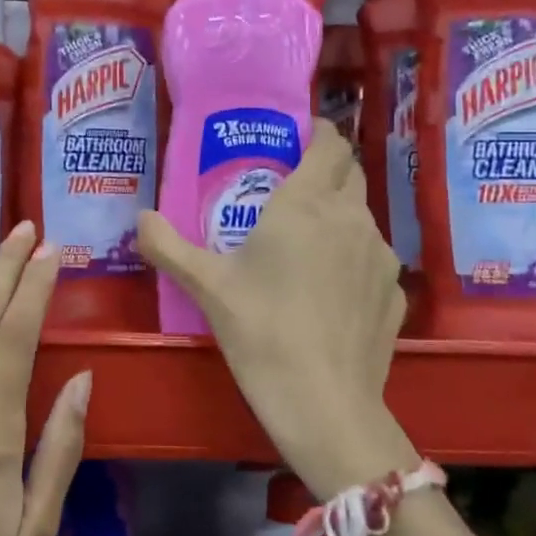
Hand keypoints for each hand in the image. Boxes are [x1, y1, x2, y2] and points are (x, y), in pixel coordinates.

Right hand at [137, 120, 413, 499]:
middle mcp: (352, 218)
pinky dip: (353, 259)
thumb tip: (140, 219)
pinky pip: (373, 259)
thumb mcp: (206, 286)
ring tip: (307, 245)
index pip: (329, 143)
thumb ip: (167, 245)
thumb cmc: (260, 331)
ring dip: (339, 216)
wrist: (324, 402)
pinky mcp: (395, 292)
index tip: (298, 137)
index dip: (318, 132)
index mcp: (307, 203)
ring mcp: (381, 256)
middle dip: (327, 169)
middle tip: (292, 188)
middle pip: (351, 173)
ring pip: (363, 217)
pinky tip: (330, 292)